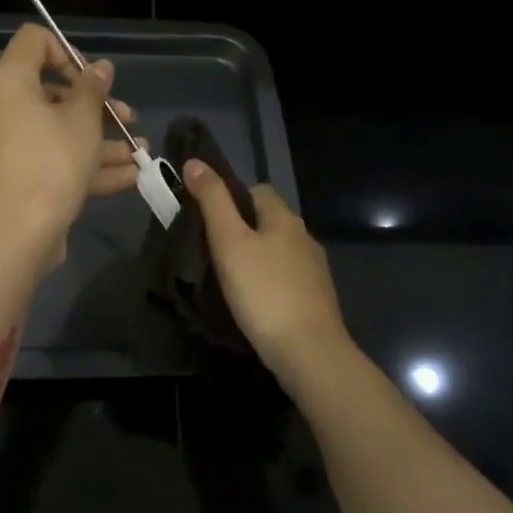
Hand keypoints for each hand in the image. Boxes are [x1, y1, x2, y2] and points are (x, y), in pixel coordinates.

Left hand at [0, 24, 143, 262]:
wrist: (18, 233)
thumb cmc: (51, 161)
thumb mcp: (82, 120)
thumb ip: (93, 88)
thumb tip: (99, 67)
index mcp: (8, 84)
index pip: (34, 42)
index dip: (69, 51)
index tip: (94, 78)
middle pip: (51, 93)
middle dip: (97, 106)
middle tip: (127, 118)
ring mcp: (5, 149)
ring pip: (57, 134)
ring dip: (101, 141)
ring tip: (141, 152)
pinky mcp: (15, 181)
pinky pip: (52, 162)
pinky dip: (86, 166)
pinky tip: (130, 177)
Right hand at [182, 160, 351, 388]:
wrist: (309, 351)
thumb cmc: (263, 292)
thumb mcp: (229, 242)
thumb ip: (212, 200)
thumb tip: (195, 162)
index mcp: (284, 218)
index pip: (258, 190)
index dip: (232, 198)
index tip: (208, 221)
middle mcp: (305, 237)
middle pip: (269, 220)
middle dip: (243, 229)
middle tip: (213, 252)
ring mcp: (315, 269)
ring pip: (279, 250)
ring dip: (257, 257)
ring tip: (230, 279)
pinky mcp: (317, 298)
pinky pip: (287, 277)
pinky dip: (270, 281)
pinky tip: (255, 301)